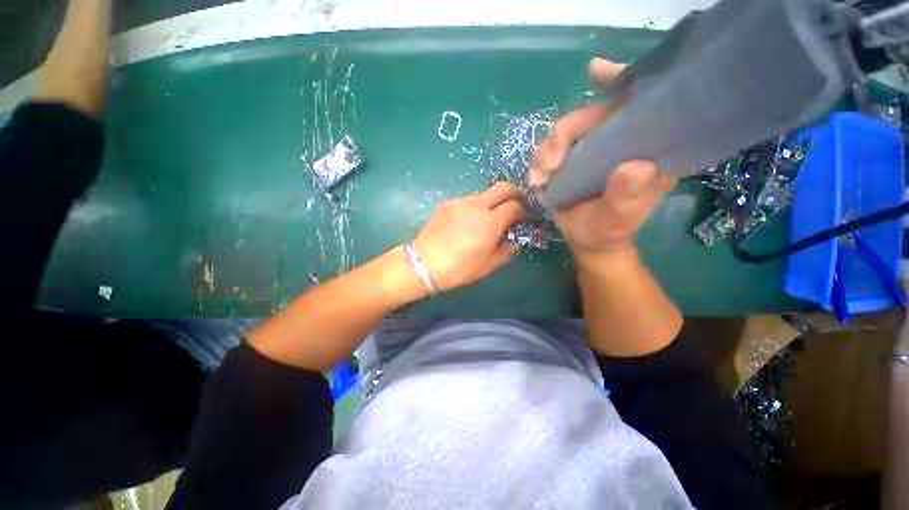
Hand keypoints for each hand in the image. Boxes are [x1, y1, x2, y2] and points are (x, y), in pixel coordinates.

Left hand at [412, 182, 526, 291]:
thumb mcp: (488, 265)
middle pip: (503, 188)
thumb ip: (505, 250)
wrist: (423, 263)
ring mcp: (460, 202)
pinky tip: (469, 221)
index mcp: (490, 221)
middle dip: (515, 193)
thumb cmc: (459, 269)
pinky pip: (468, 200)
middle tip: (517, 204)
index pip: (515, 206)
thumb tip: (513, 240)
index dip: (524, 210)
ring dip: (493, 201)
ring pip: (485, 193)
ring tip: (489, 217)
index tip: (525, 218)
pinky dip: (476, 206)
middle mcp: (477, 205)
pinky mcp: (447, 203)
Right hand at [529, 58, 675, 258]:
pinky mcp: (570, 159)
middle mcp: (618, 141)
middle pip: (589, 116)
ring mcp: (591, 149)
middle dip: (563, 136)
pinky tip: (537, 180)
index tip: (597, 71)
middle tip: (549, 165)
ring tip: (540, 179)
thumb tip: (634, 167)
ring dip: (546, 152)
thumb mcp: (620, 218)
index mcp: (644, 148)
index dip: (621, 81)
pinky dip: (539, 162)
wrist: (588, 241)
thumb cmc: (609, 230)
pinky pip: (550, 149)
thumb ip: (627, 196)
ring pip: (564, 132)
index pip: (639, 104)